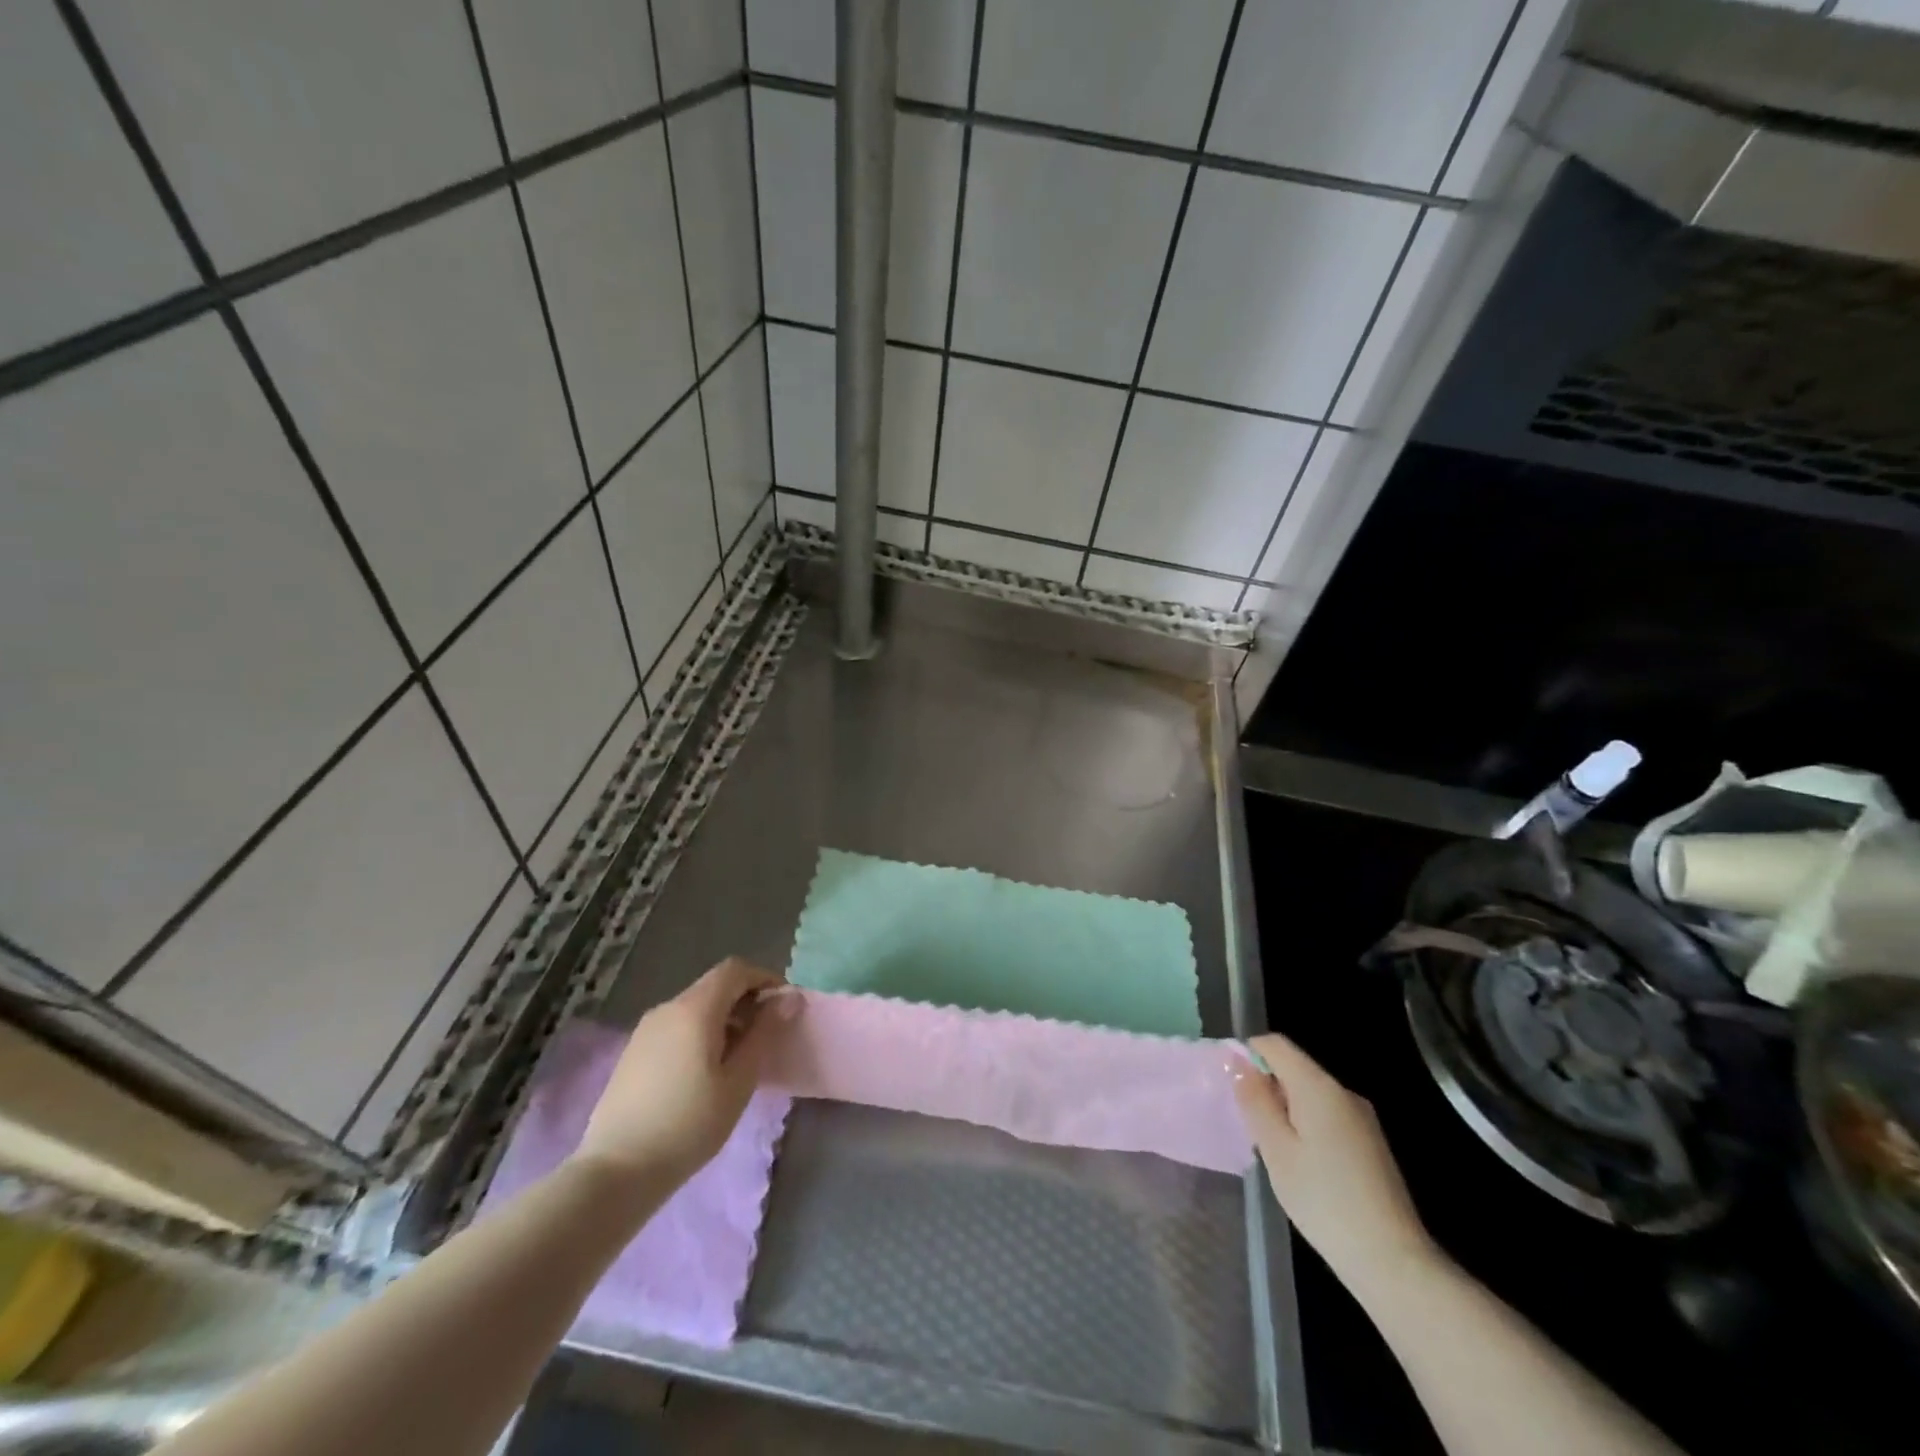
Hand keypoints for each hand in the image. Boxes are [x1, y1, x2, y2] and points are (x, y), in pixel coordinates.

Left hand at [573, 957, 793, 1189]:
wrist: (616, 1172)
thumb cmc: (688, 1125)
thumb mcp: (739, 1081)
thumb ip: (764, 1033)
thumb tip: (788, 998)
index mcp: (695, 1009)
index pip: (735, 969)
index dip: (764, 978)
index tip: (783, 1006)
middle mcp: (667, 1008)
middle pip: (714, 986)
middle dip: (745, 1000)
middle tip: (766, 1035)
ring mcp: (645, 1030)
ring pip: (694, 1007)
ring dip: (723, 1019)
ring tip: (739, 1058)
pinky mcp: (633, 1052)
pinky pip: (676, 1026)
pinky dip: (700, 1033)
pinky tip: (705, 1072)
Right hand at [1231, 1032, 1440, 1296]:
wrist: (1392, 1261)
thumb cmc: (1323, 1200)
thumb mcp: (1276, 1149)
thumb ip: (1255, 1100)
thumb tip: (1238, 1063)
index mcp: (1318, 1086)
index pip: (1275, 1044)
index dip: (1247, 1053)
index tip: (1229, 1083)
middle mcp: (1343, 1092)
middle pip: (1294, 1068)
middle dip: (1266, 1085)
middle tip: (1246, 1122)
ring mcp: (1362, 1118)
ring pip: (1311, 1094)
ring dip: (1285, 1108)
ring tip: (1271, 1148)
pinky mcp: (1371, 1143)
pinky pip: (1328, 1116)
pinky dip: (1306, 1125)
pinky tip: (1302, 1164)